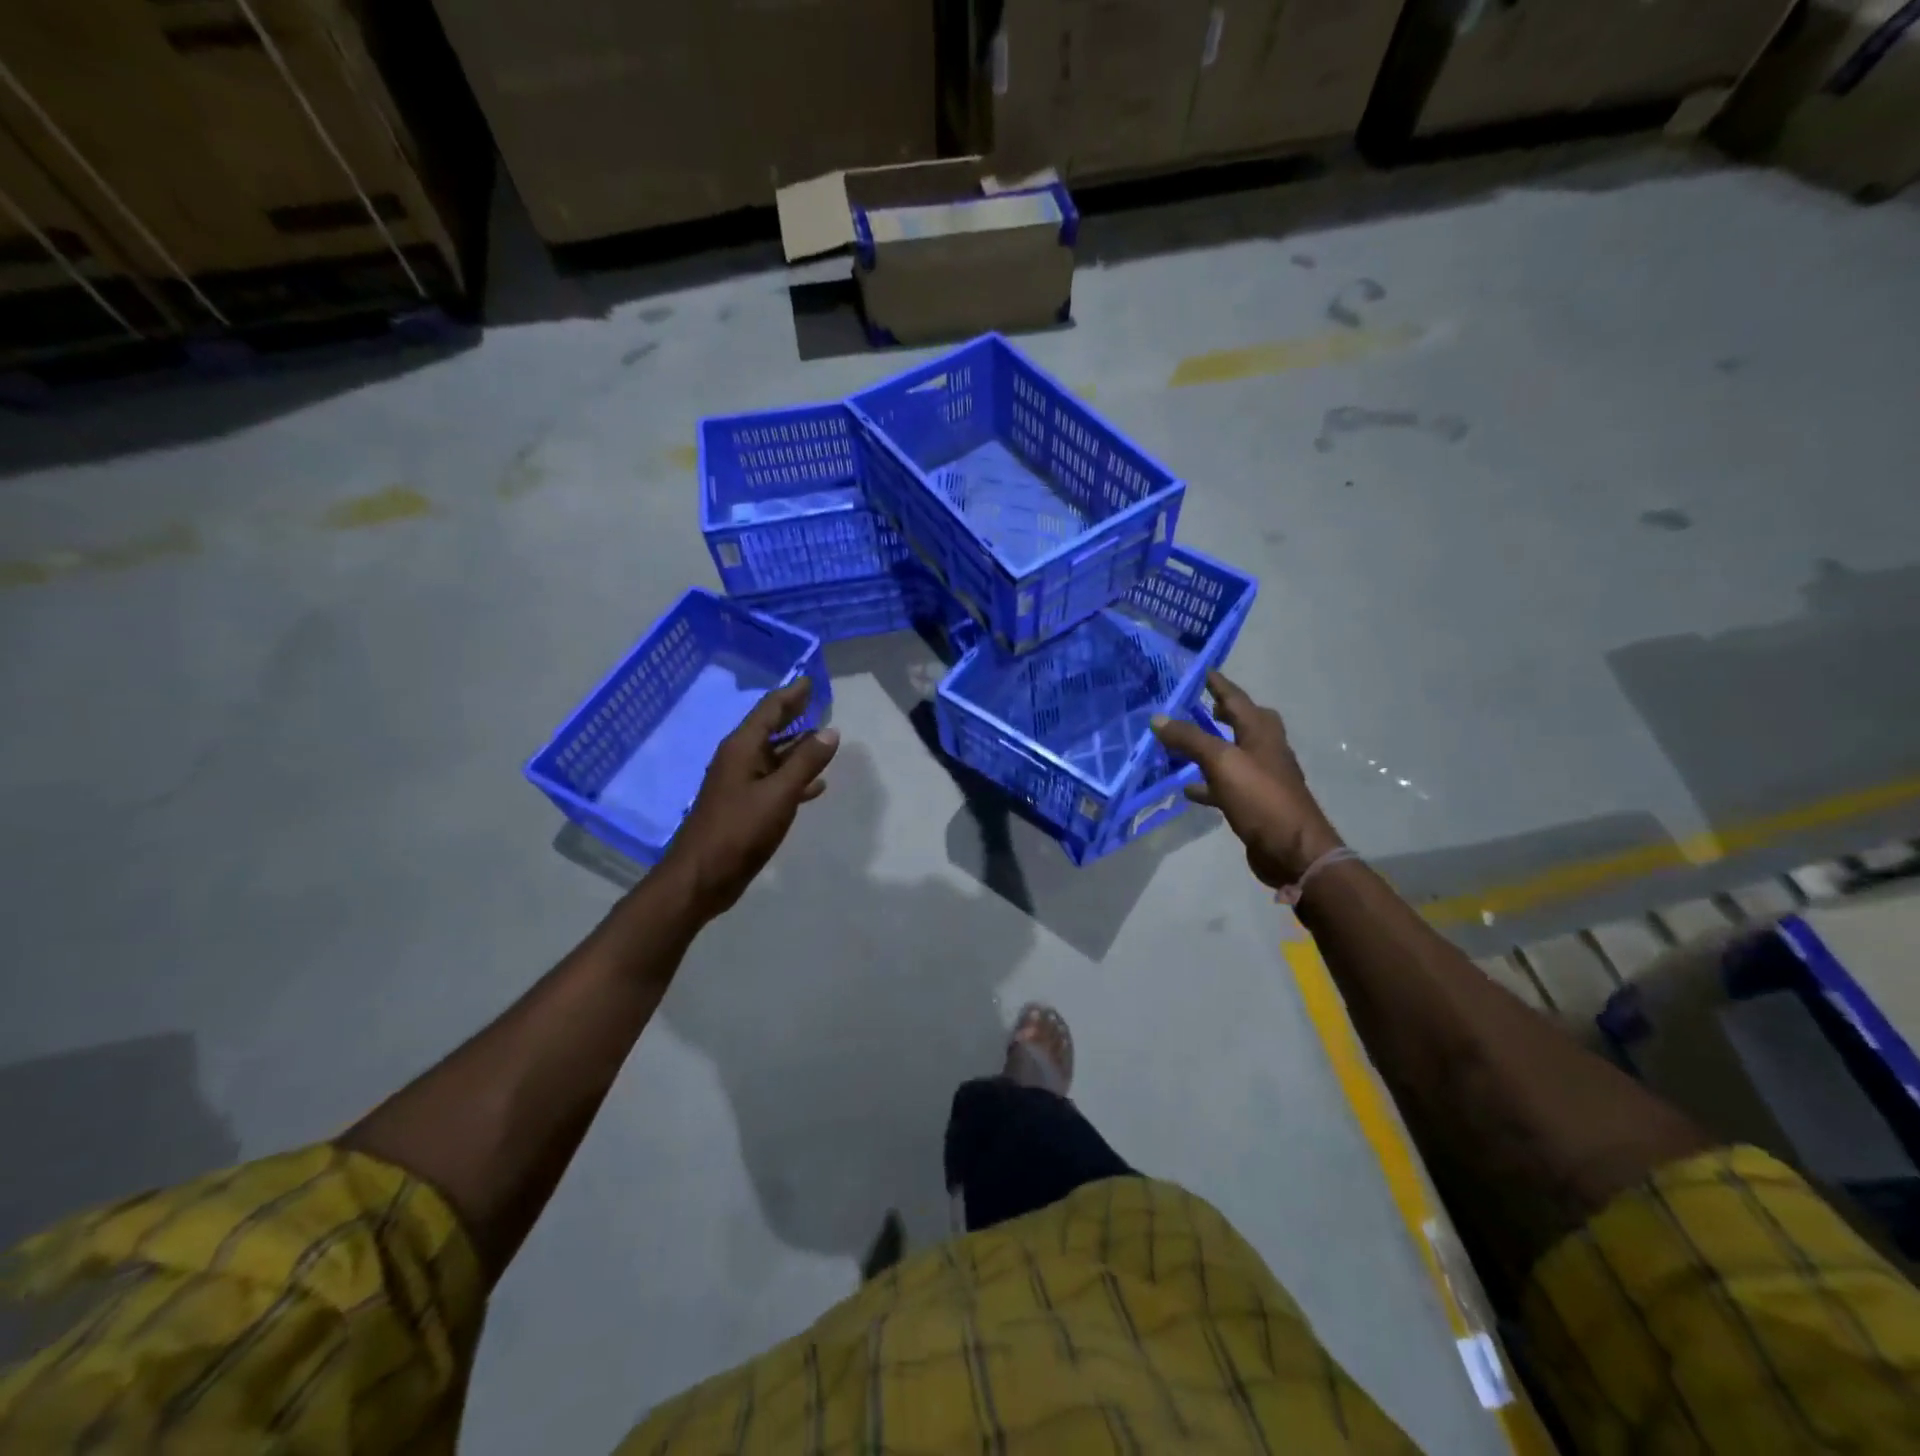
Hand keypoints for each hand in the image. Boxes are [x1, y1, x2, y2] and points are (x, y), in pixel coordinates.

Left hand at [657, 679, 839, 918]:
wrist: (701, 876)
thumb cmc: (739, 831)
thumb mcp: (778, 794)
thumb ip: (806, 762)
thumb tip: (830, 730)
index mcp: (742, 749)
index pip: (770, 710)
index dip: (791, 694)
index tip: (810, 680)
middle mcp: (739, 760)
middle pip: (770, 729)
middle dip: (794, 716)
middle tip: (818, 702)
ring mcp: (741, 784)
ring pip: (774, 757)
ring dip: (797, 747)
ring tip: (824, 739)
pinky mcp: (745, 807)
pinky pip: (774, 782)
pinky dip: (794, 777)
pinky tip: (815, 785)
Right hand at [1152, 671, 1342, 889]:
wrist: (1292, 850)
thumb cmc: (1261, 797)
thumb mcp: (1221, 762)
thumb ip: (1190, 739)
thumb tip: (1158, 718)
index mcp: (1262, 732)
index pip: (1237, 699)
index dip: (1219, 685)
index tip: (1202, 671)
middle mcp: (1265, 750)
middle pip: (1244, 723)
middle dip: (1224, 713)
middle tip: (1200, 705)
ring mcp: (1262, 778)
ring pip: (1233, 754)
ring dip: (1211, 748)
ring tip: (1183, 745)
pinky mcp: (1254, 803)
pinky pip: (1226, 784)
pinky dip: (1208, 782)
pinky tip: (1188, 788)